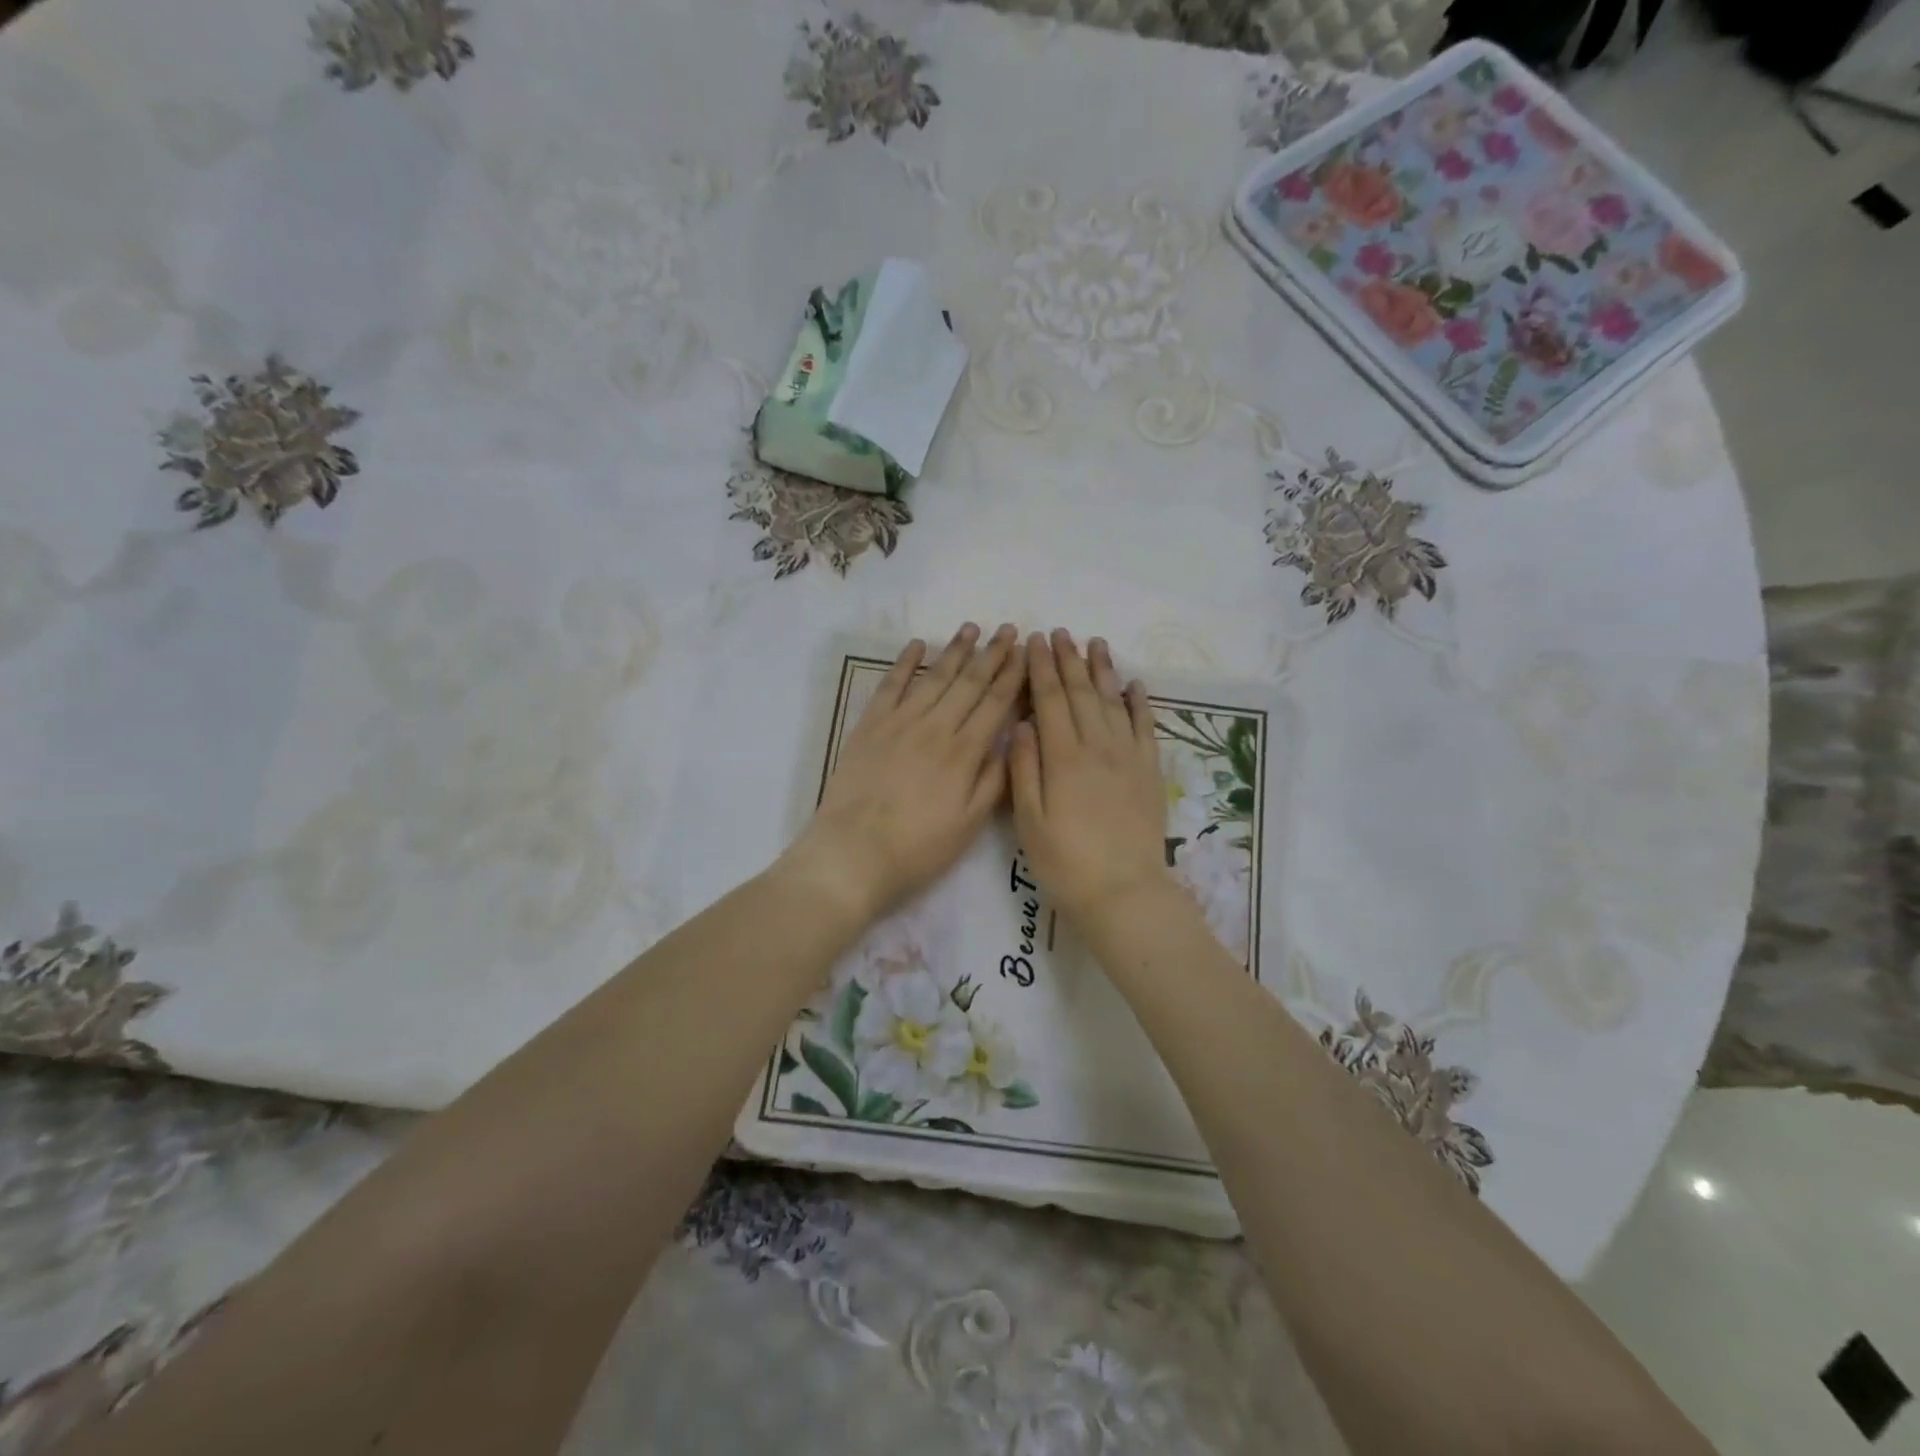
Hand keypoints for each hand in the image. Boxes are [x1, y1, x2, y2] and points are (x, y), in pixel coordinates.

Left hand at [788, 624, 1024, 925]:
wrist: (853, 853)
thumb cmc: (918, 847)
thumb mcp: (970, 824)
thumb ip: (993, 780)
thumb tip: (1011, 740)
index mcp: (964, 752)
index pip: (995, 703)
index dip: (1013, 676)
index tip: (1025, 652)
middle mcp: (935, 727)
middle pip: (969, 683)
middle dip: (991, 654)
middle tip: (1007, 629)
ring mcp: (900, 722)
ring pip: (934, 677)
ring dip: (955, 651)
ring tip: (971, 628)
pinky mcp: (870, 726)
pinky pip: (891, 685)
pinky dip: (905, 663)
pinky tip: (917, 645)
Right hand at [1009, 630, 1170, 926]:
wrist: (1123, 892)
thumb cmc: (1065, 862)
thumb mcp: (1029, 821)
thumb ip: (1024, 768)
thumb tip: (1022, 724)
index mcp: (1063, 758)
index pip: (1049, 701)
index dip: (1040, 669)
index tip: (1034, 642)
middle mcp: (1097, 748)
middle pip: (1081, 693)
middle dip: (1068, 660)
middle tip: (1060, 632)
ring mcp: (1128, 757)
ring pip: (1113, 702)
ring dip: (1103, 670)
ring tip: (1095, 643)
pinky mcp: (1149, 772)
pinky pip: (1146, 727)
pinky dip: (1140, 703)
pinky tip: (1134, 683)